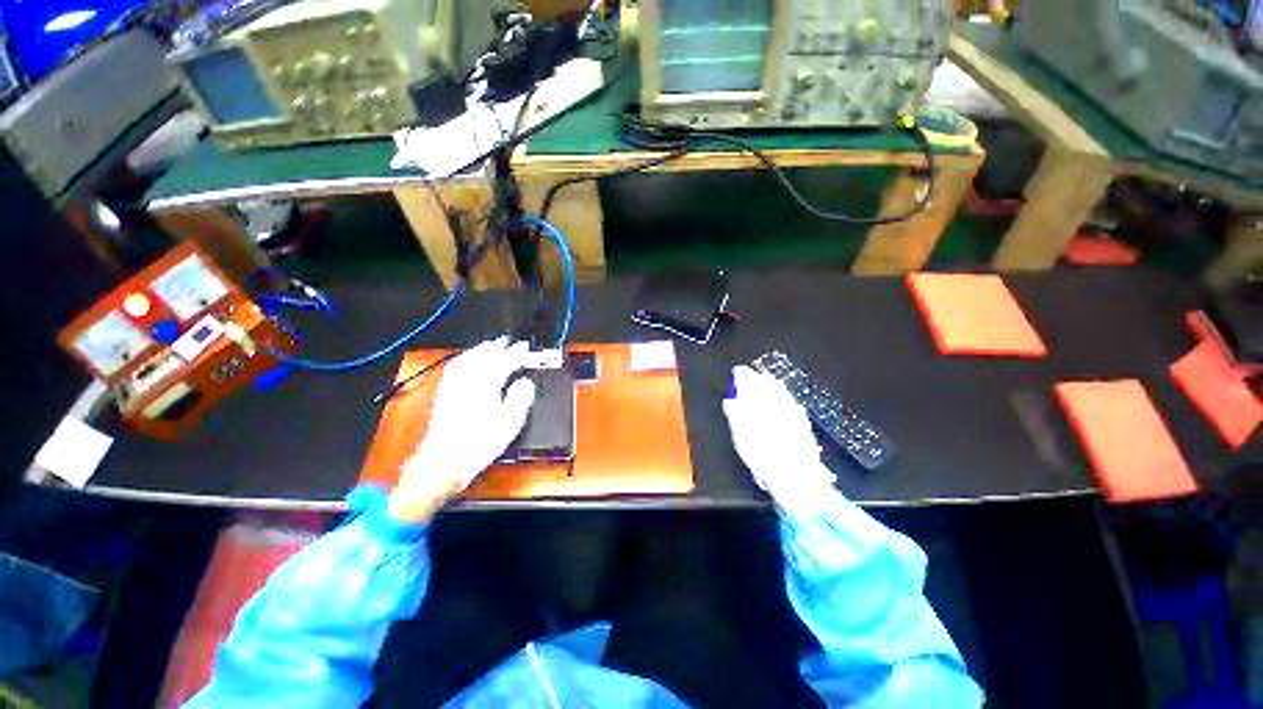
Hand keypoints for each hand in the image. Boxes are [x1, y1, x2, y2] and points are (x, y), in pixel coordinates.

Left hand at [389, 337, 536, 522]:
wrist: (444, 461)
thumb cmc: (480, 443)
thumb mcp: (509, 423)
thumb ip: (520, 398)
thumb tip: (525, 383)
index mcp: (485, 387)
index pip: (503, 364)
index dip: (515, 354)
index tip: (524, 348)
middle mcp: (467, 383)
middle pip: (483, 357)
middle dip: (497, 347)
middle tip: (508, 341)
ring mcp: (453, 388)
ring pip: (467, 360)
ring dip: (480, 351)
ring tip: (489, 346)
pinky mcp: (444, 396)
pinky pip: (454, 369)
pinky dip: (464, 361)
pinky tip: (466, 362)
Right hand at [722, 366, 836, 509]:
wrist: (795, 476)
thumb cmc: (763, 457)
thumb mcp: (741, 437)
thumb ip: (735, 415)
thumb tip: (731, 401)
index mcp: (760, 404)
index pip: (750, 381)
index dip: (743, 375)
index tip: (737, 372)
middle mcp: (778, 403)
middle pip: (767, 383)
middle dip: (758, 378)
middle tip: (751, 375)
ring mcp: (792, 411)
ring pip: (781, 391)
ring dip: (772, 385)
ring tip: (766, 382)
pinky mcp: (802, 422)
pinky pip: (791, 401)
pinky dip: (783, 397)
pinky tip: (783, 401)